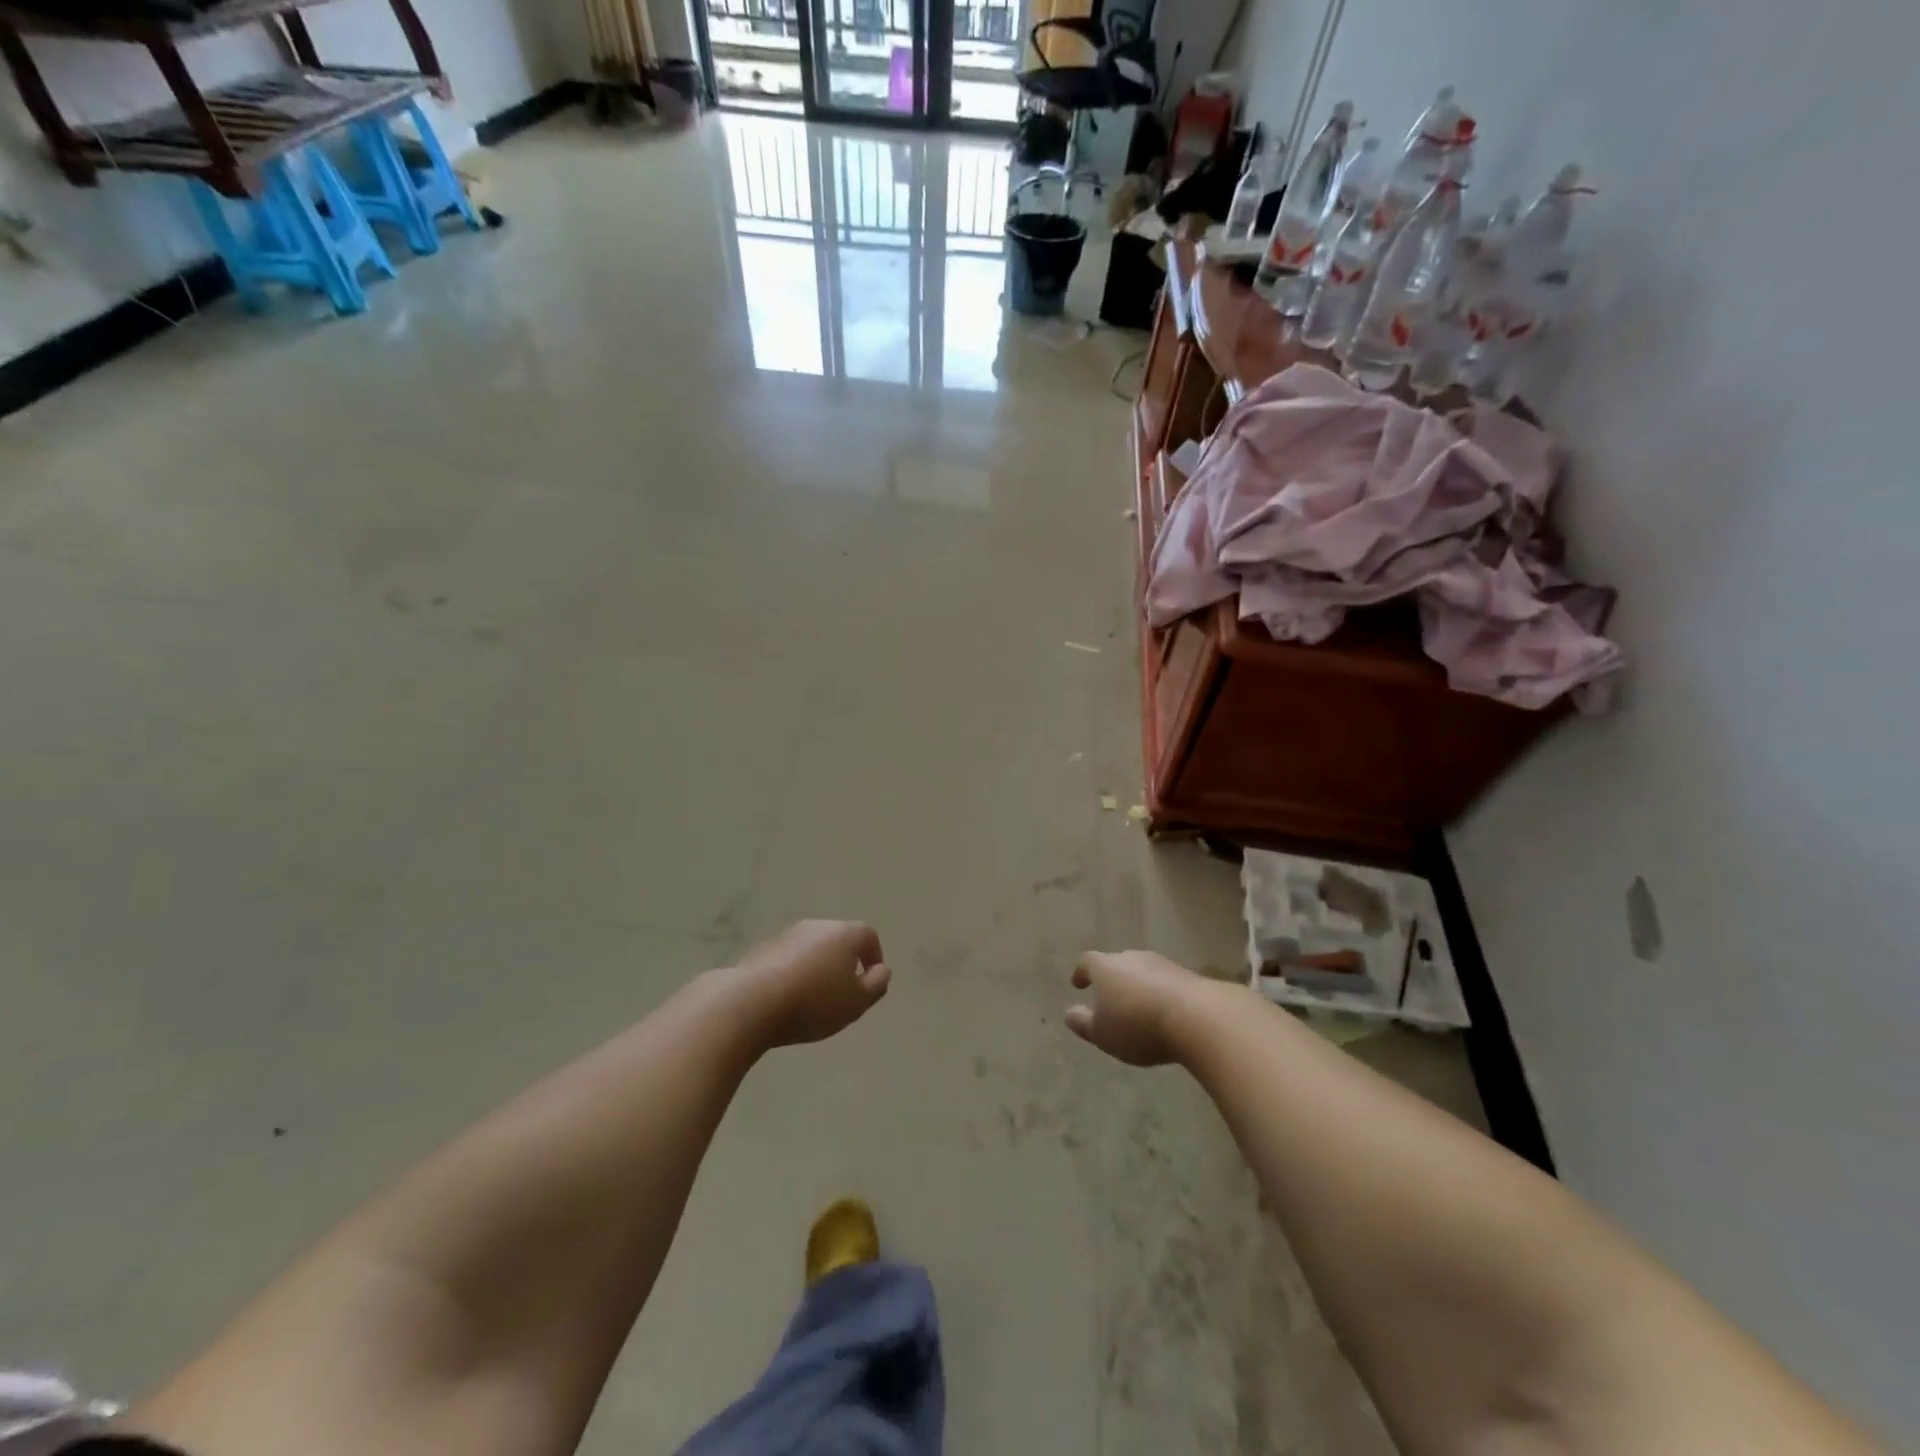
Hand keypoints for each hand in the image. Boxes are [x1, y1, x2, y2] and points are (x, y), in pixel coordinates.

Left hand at [730, 920, 890, 1048]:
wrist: (752, 1002)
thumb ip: (876, 985)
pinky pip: (788, 959)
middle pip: (839, 939)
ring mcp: (788, 935)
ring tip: (813, 998)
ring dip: (817, 967)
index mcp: (846, 933)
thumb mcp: (857, 1002)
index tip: (870, 982)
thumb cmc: (814, 1001)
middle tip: (843, 993)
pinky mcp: (763, 949)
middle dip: (844, 962)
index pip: (868, 937)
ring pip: (812, 948)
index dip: (873, 958)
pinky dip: (794, 973)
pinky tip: (787, 998)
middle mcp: (818, 926)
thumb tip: (882, 970)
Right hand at [1065, 950, 1203, 1066]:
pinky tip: (1165, 1014)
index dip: (1082, 973)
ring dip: (1139, 987)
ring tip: (1139, 1009)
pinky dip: (1161, 994)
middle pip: (1117, 963)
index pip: (1087, 962)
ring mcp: (1162, 964)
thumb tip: (1069, 1013)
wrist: (1196, 1017)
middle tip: (1111, 1000)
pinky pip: (1166, 983)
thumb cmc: (1137, 1025)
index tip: (1078, 984)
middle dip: (1112, 980)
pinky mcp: (1187, 976)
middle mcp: (1132, 958)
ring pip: (1143, 972)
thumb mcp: (1102, 1033)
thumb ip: (1083, 1023)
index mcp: (1105, 967)